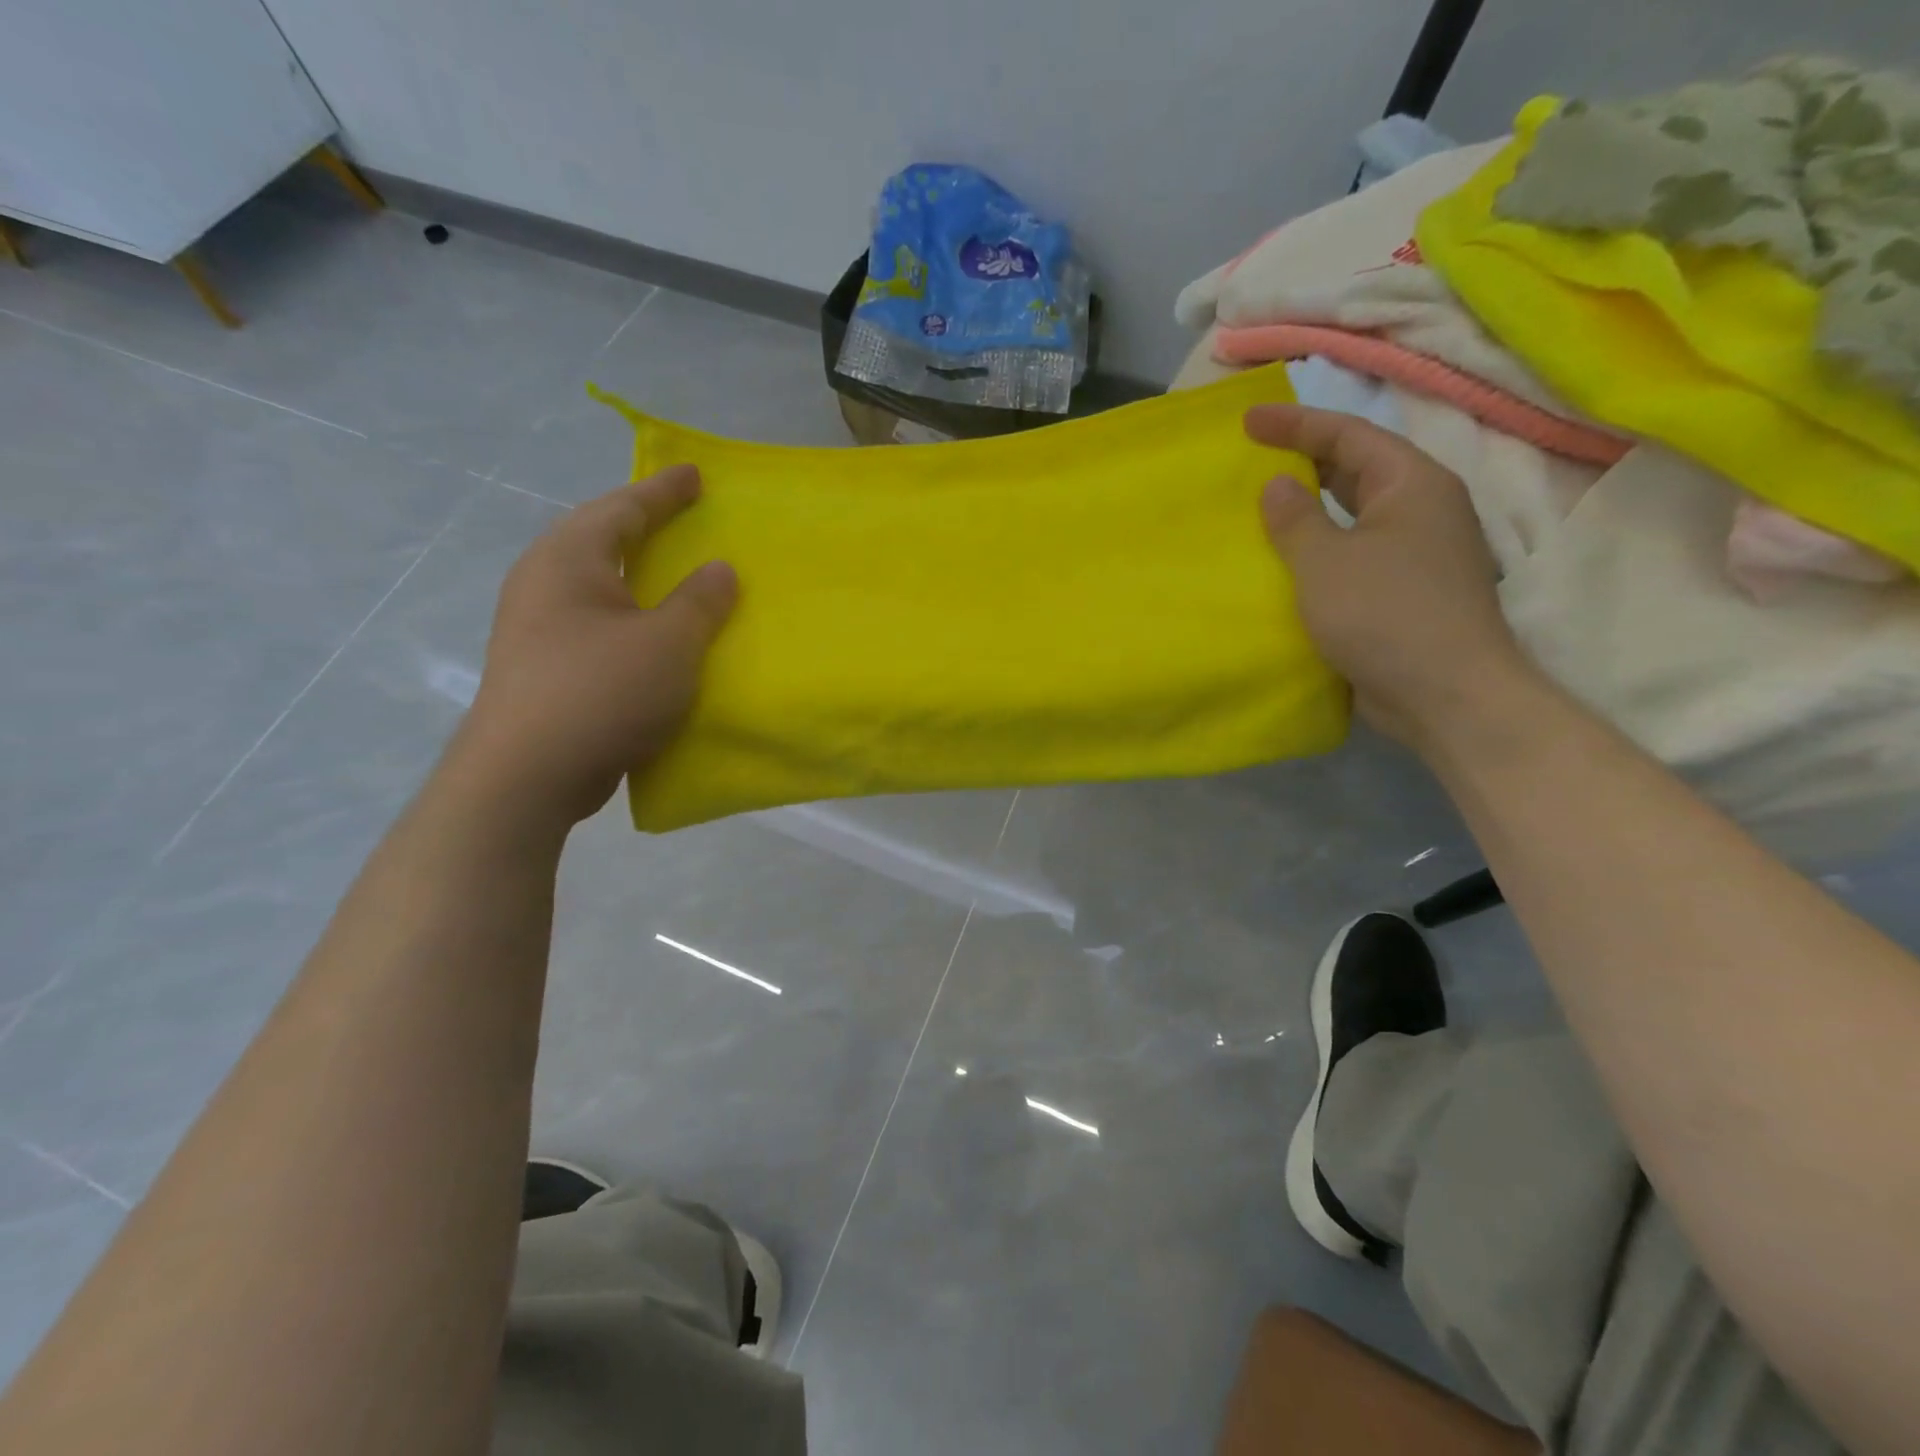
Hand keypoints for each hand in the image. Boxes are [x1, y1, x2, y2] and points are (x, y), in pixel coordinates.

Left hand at [453, 466, 736, 828]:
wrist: (527, 775)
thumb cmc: (602, 692)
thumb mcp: (669, 643)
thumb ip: (700, 601)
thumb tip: (720, 569)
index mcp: (569, 559)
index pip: (622, 508)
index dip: (663, 491)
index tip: (695, 475)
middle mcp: (543, 582)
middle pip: (600, 538)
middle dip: (642, 524)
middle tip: (682, 516)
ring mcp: (535, 626)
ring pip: (595, 583)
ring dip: (635, 574)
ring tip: (670, 572)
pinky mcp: (542, 666)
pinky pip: (595, 621)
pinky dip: (628, 614)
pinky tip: (650, 634)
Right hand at [1247, 404, 1528, 750]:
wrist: (1446, 695)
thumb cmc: (1385, 615)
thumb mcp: (1327, 562)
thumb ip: (1295, 518)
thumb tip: (1278, 484)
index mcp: (1412, 485)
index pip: (1349, 434)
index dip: (1296, 423)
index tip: (1247, 421)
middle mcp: (1420, 510)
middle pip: (1356, 469)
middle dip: (1304, 460)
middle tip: (1252, 459)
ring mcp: (1415, 554)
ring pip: (1353, 515)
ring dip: (1309, 510)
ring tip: (1260, 507)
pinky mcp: (1403, 593)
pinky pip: (1352, 555)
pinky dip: (1317, 551)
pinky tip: (1285, 564)